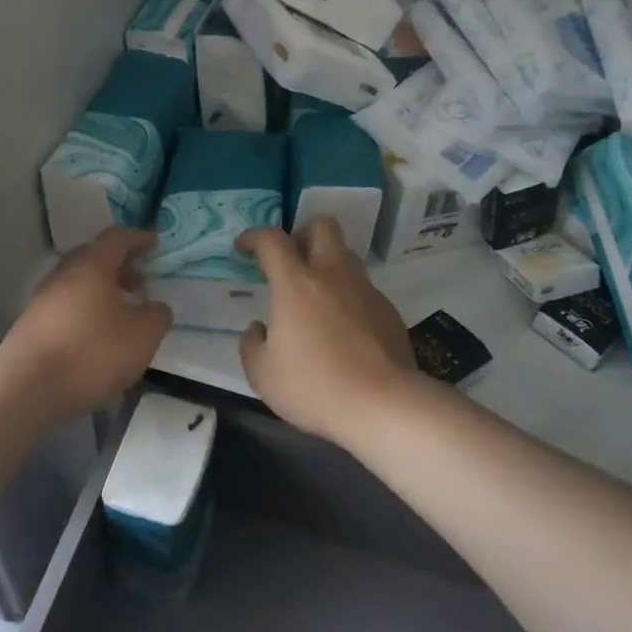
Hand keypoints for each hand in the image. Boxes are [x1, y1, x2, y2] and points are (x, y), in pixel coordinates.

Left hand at [0, 228, 172, 419]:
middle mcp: (63, 275)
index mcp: (91, 267)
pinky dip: (84, 310)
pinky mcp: (31, 325)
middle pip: (92, 257)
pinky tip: (94, 336)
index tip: (154, 244)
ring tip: (120, 314)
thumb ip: (157, 316)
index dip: (137, 238)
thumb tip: (155, 307)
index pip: (116, 238)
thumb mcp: (142, 337)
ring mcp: (42, 300)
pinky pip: (64, 306)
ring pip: (76, 283)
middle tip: (139, 283)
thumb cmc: (91, 353)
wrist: (27, 388)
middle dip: (119, 266)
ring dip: (100, 290)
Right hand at [236, 218, 417, 447]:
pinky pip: (363, 289)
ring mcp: (366, 290)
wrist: (383, 405)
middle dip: (302, 234)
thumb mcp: (263, 375)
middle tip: (290, 261)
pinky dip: (347, 297)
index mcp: (297, 285)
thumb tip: (259, 329)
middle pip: (323, 226)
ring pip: (346, 256)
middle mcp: (333, 276)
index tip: (243, 248)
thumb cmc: (315, 387)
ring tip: (315, 298)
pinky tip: (342, 330)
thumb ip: (252, 345)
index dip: (254, 236)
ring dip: (327, 265)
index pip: (272, 240)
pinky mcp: (388, 310)